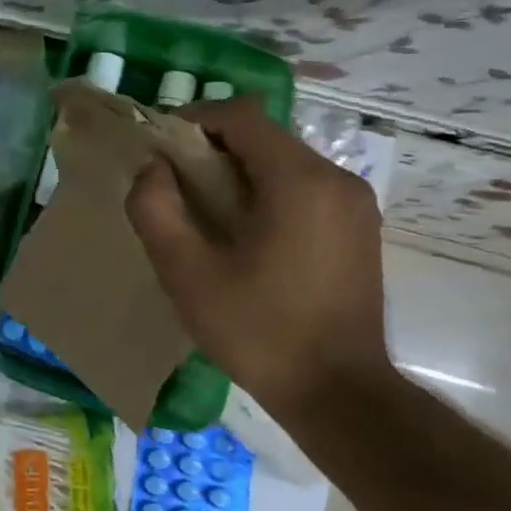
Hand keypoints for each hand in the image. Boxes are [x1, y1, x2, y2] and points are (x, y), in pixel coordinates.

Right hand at [126, 97, 389, 417]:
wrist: (339, 394)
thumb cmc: (257, 330)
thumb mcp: (186, 271)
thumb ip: (155, 208)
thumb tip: (152, 167)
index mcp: (299, 181)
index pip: (241, 115)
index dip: (193, 119)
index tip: (160, 150)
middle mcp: (337, 179)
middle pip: (263, 137)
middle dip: (212, 149)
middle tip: (174, 187)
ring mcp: (355, 204)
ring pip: (283, 162)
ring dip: (238, 172)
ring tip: (204, 214)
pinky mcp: (359, 229)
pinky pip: (303, 188)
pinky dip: (265, 193)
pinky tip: (243, 235)